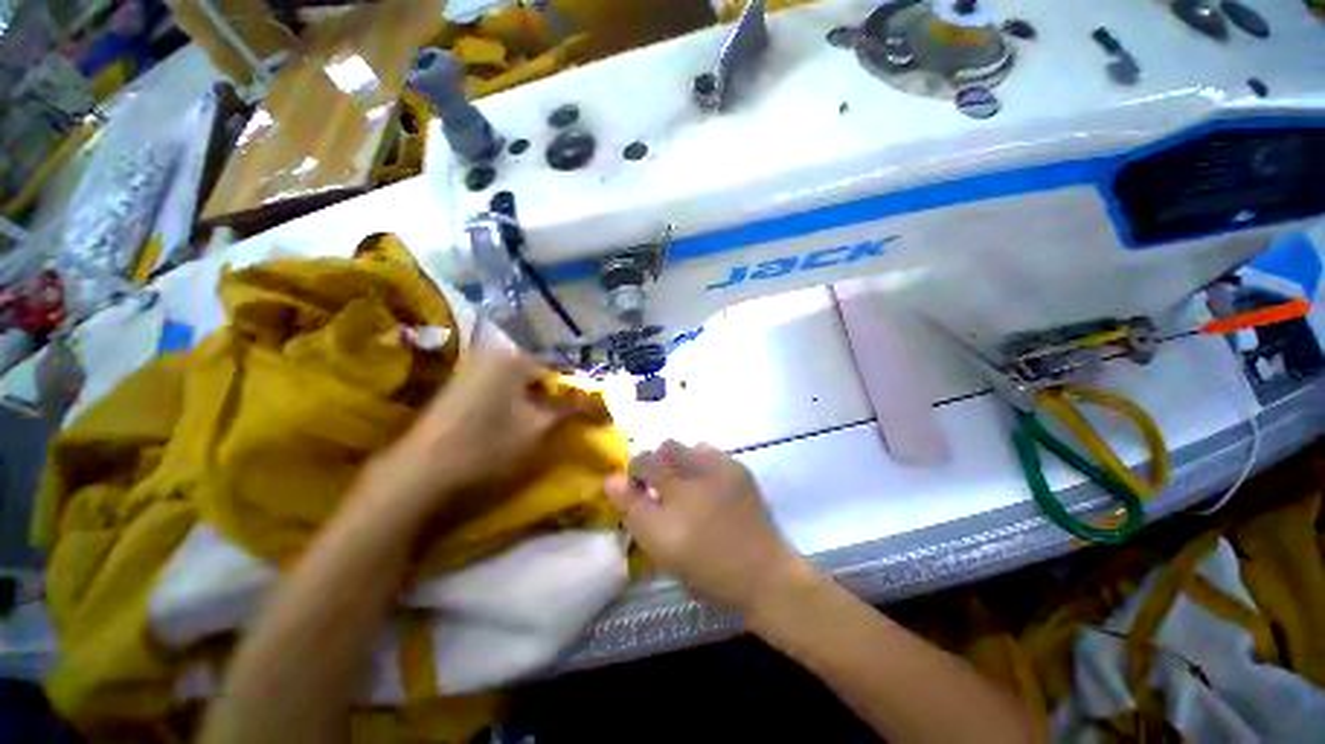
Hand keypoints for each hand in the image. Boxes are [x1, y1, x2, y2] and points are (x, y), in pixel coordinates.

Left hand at [371, 348, 581, 510]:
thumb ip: (572, 411)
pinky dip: (516, 403)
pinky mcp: (458, 389)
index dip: (577, 388)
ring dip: (537, 400)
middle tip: (569, 418)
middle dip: (557, 394)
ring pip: (519, 381)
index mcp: (512, 358)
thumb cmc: (487, 447)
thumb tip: (604, 405)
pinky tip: (516, 424)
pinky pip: (500, 389)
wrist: (418, 476)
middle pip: (538, 372)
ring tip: (547, 423)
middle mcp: (491, 356)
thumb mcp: (539, 429)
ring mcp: (471, 371)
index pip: (559, 365)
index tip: (589, 408)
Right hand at [605, 440, 806, 614]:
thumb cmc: (708, 571)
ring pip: (684, 447)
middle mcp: (694, 481)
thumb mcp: (662, 551)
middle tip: (661, 486)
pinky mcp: (738, 469)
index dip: (633, 474)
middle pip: (662, 451)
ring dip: (675, 460)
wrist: (764, 575)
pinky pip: (707, 451)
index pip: (639, 469)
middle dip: (654, 463)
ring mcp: (720, 471)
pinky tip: (706, 482)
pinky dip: (698, 460)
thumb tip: (611, 479)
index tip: (637, 488)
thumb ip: (635, 512)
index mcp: (671, 507)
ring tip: (684, 483)